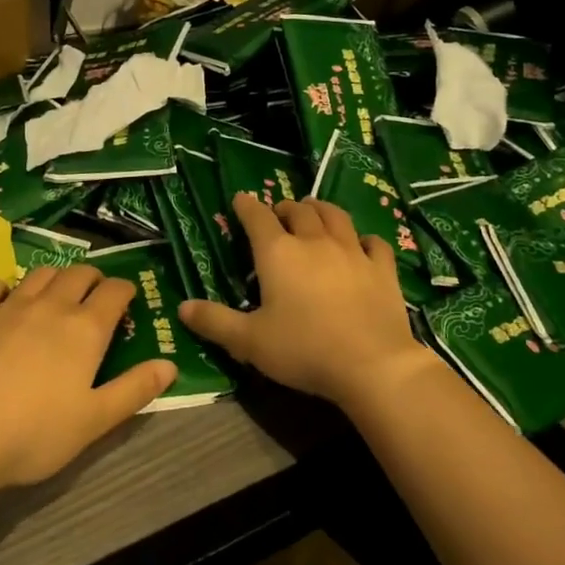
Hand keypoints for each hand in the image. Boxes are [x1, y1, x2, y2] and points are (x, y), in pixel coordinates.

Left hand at [0, 264, 175, 494]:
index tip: (128, 298)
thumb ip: (134, 390)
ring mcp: (7, 308)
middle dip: (93, 277)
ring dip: (55, 277)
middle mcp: (50, 307)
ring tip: (56, 292)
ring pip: (39, 275)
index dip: (125, 290)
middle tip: (96, 292)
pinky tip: (3, 298)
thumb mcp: (95, 421)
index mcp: (85, 329)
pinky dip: (4, 286)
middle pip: (78, 274)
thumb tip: (170, 365)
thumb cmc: (34, 434)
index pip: (114, 292)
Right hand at [178, 194, 429, 410]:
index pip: (257, 218)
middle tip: (278, 214)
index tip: (240, 199)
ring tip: (314, 211)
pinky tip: (362, 244)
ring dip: (321, 210)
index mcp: (278, 254)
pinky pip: (374, 243)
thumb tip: (182, 308)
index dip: (246, 206)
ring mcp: (352, 252)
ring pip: (336, 216)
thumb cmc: (303, 349)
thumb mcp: (249, 341)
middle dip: (285, 208)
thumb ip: (214, 322)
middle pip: (299, 211)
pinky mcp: (382, 269)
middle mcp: (314, 242)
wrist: (372, 364)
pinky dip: (364, 239)